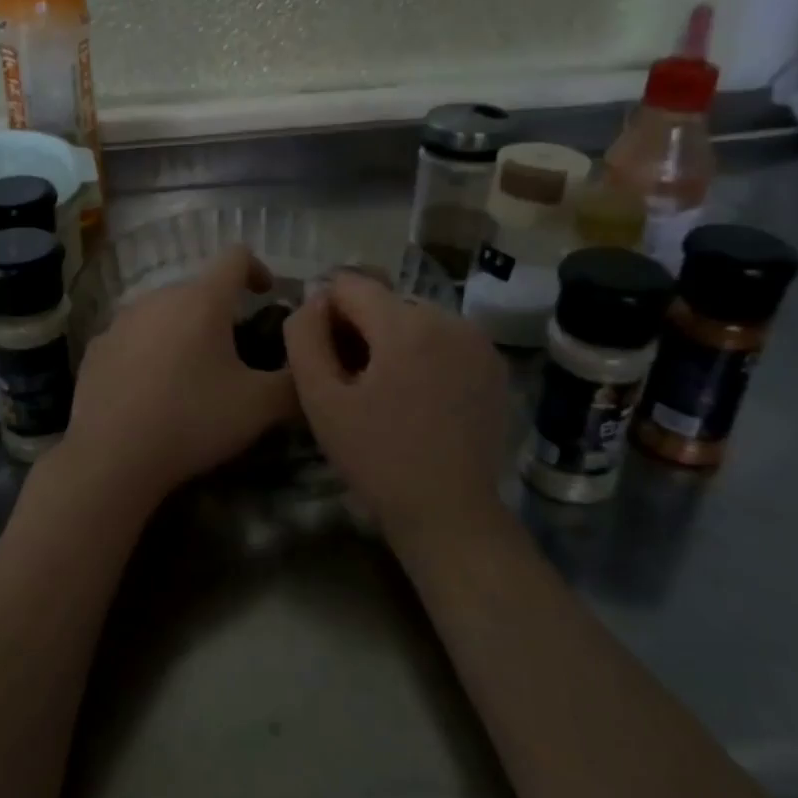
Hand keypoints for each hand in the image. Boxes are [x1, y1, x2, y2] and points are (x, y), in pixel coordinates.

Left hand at [59, 245, 297, 514]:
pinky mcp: (96, 347)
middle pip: (198, 289)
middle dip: (221, 312)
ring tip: (192, 374)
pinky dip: (150, 352)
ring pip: (163, 312)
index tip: (266, 296)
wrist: (111, 457)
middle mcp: (158, 297)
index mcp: (201, 300)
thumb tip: (309, 369)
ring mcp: (121, 321)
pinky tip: (152, 391)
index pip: (236, 257)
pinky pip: (133, 337)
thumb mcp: (259, 407)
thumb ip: (294, 382)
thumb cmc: (193, 420)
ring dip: (183, 331)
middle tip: (235, 353)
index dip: (258, 269)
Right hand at [284, 271, 509, 543]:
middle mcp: (449, 318)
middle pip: (383, 300)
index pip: (348, 284)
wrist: (449, 512)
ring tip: (385, 393)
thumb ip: (304, 337)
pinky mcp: (493, 363)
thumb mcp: (320, 400)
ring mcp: (478, 340)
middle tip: (352, 383)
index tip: (326, 359)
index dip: (325, 315)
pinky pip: (443, 338)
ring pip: (412, 318)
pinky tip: (417, 397)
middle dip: (360, 329)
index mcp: (406, 323)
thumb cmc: (377, 458)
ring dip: (391, 342)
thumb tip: (312, 300)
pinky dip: (423, 354)